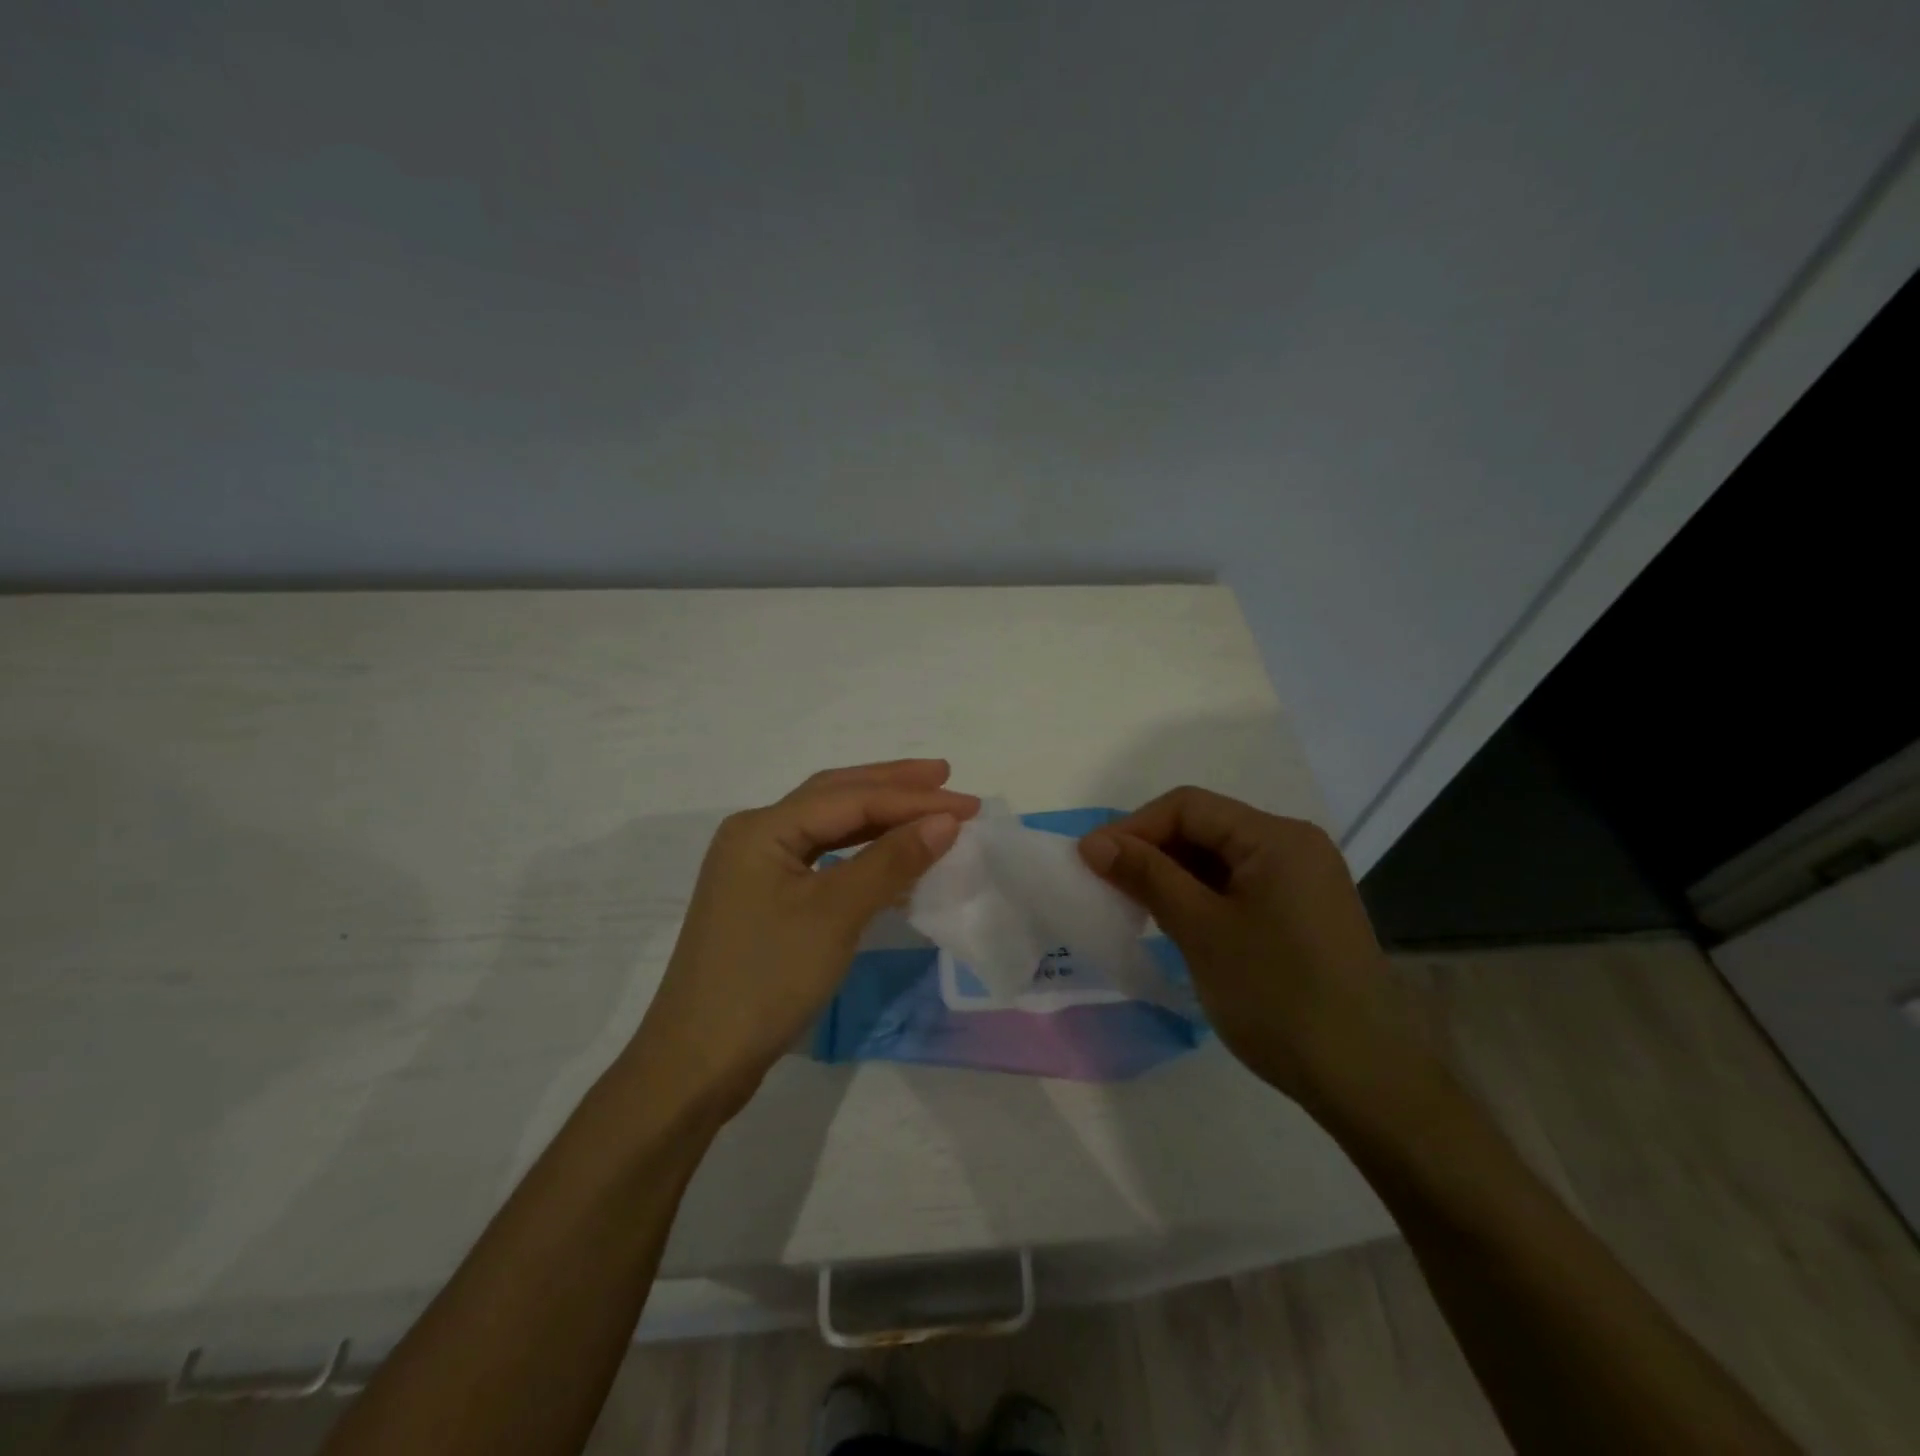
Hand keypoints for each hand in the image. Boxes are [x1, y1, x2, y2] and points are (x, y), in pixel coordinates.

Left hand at [627, 761, 978, 1118]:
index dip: (911, 798)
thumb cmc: (766, 979)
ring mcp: (757, 869)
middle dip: (891, 786)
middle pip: (834, 796)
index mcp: (762, 828)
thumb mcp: (835, 915)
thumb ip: (890, 861)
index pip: (850, 799)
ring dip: (878, 815)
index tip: (968, 804)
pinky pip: (821, 859)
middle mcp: (756, 836)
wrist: (698, 1061)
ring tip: (925, 807)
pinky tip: (891, 856)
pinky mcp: (764, 900)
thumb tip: (944, 821)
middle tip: (945, 775)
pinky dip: (861, 852)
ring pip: (827, 827)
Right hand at [1079, 786, 1423, 1109]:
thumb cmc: (1276, 996)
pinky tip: (1175, 921)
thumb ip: (1147, 876)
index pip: (1189, 807)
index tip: (1091, 861)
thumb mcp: (1201, 930)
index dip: (1134, 827)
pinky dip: (1201, 896)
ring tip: (1133, 905)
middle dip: (1152, 850)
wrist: (1364, 1081)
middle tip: (1107, 885)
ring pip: (1220, 859)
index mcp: (1277, 838)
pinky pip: (1239, 887)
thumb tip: (1094, 842)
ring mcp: (1302, 881)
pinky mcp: (1302, 914)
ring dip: (1173, 875)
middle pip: (1206, 828)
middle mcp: (1294, 847)